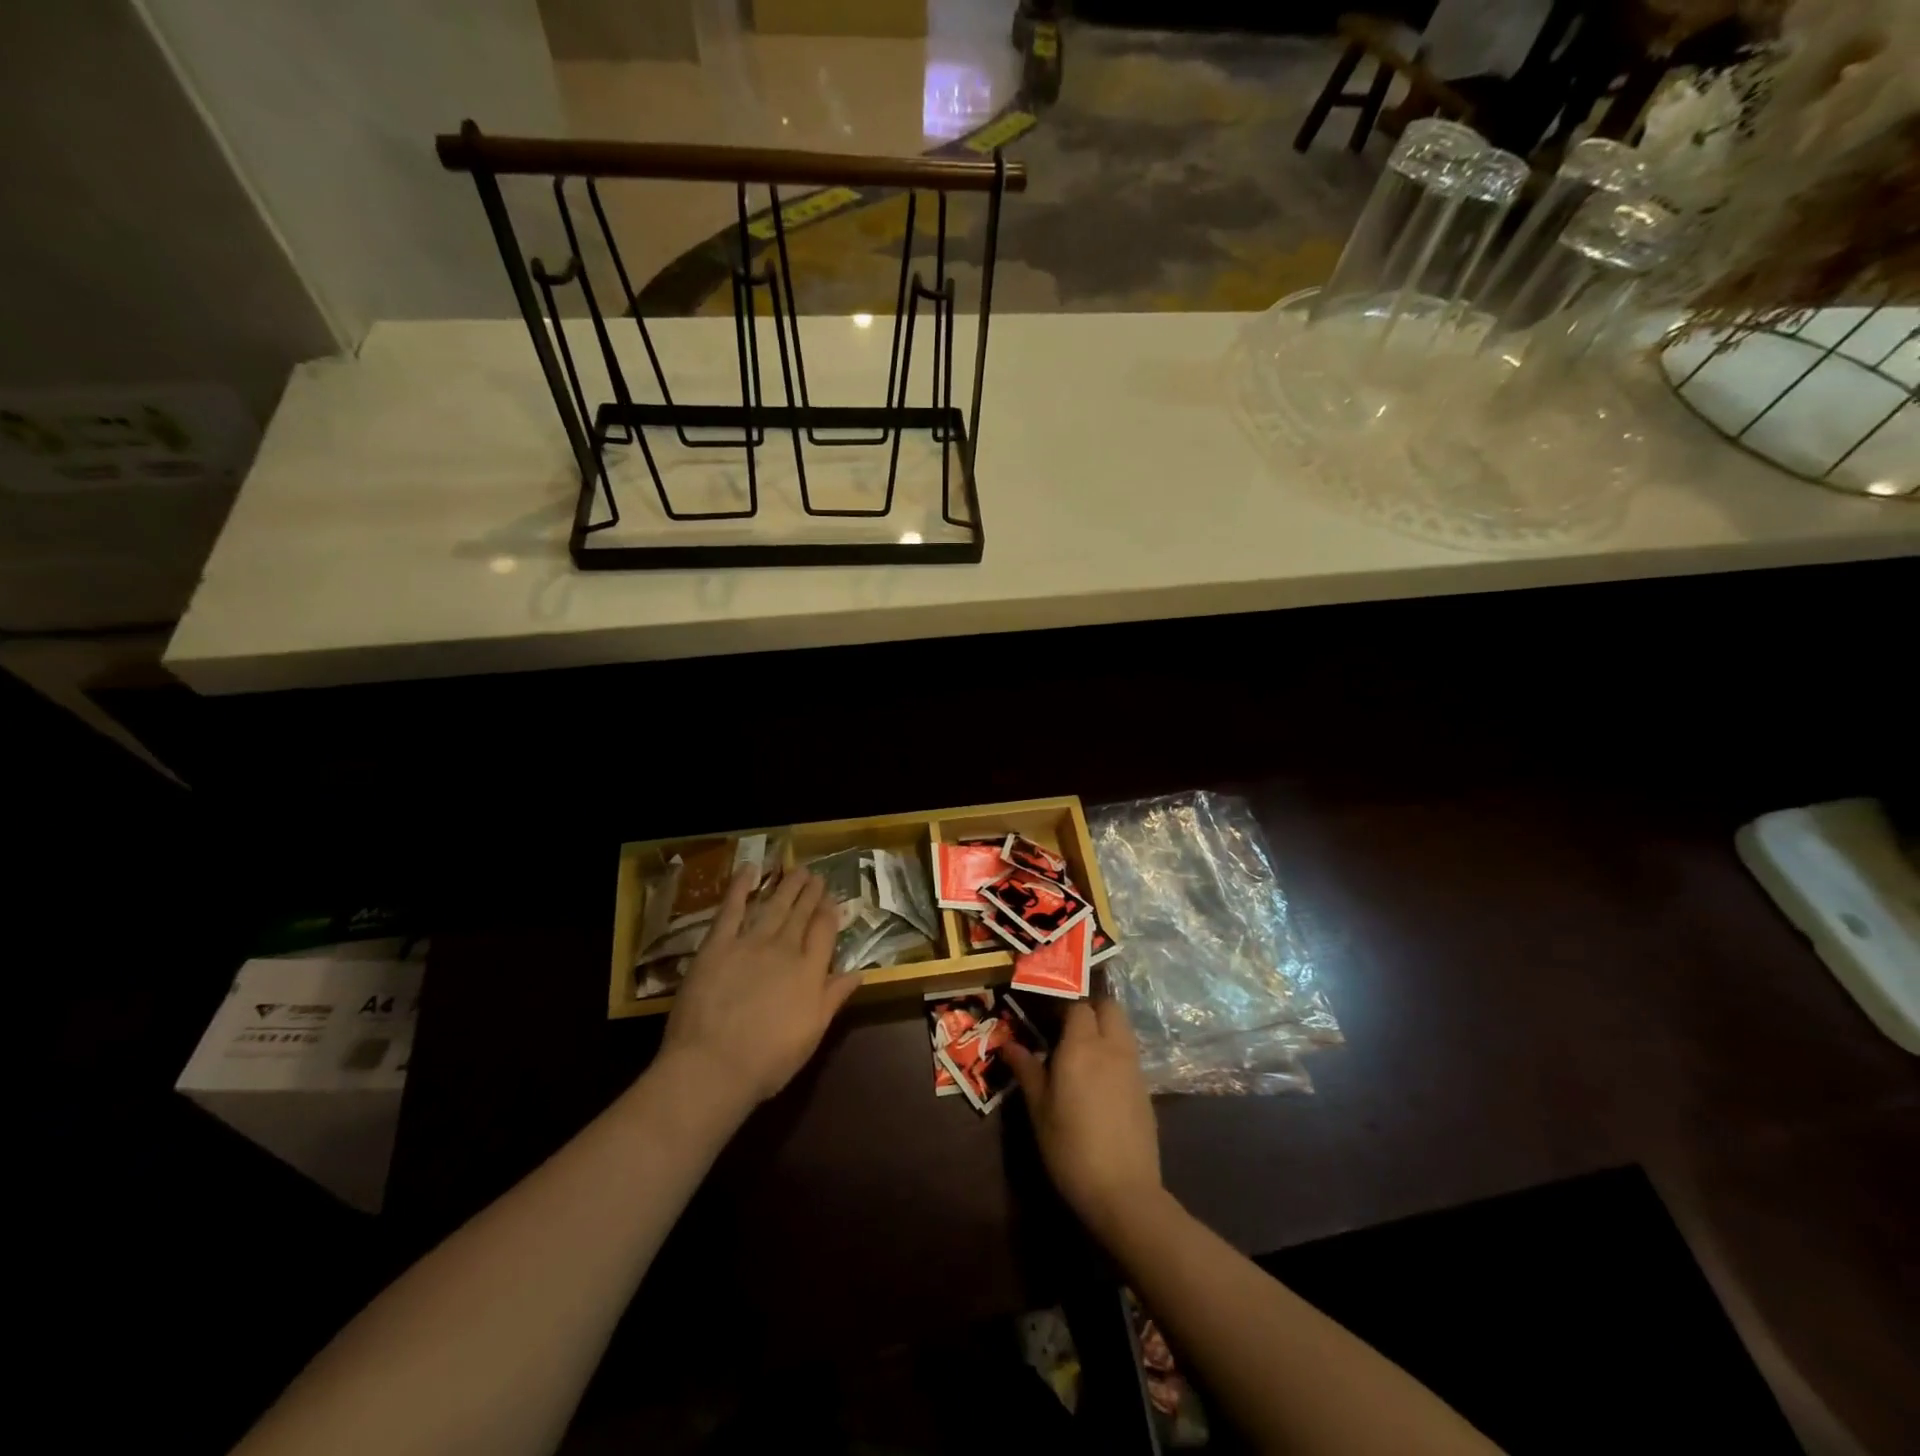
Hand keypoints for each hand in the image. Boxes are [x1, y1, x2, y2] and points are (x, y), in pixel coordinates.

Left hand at [660, 865, 859, 1111]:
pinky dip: (741, 886)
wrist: (713, 1065)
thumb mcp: (812, 1034)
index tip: (832, 898)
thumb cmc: (768, 1060)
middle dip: (810, 893)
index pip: (825, 932)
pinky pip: (732, 908)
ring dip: (786, 886)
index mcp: (810, 972)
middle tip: (816, 876)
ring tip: (797, 869)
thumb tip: (858, 972)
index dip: (829, 912)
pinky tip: (749, 869)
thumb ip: (834, 998)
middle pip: (801, 914)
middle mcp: (785, 949)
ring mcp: (750, 943)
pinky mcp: (717, 944)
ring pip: (774, 906)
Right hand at [1004, 997, 1162, 1238]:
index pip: (1077, 1005)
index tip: (1045, 1016)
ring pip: (1122, 1027)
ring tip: (1082, 1050)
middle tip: (1066, 1025)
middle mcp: (1112, 1047)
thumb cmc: (1071, 1147)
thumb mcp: (1039, 1110)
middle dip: (1090, 1007)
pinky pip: (1129, 1053)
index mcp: (1082, 1046)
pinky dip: (1115, 1051)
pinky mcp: (1146, 1089)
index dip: (1062, 1004)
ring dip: (1105, 1026)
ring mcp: (1133, 1067)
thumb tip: (1009, 1044)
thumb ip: (1027, 1070)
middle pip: (1108, 1006)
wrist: (1124, 1192)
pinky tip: (1100, 1079)